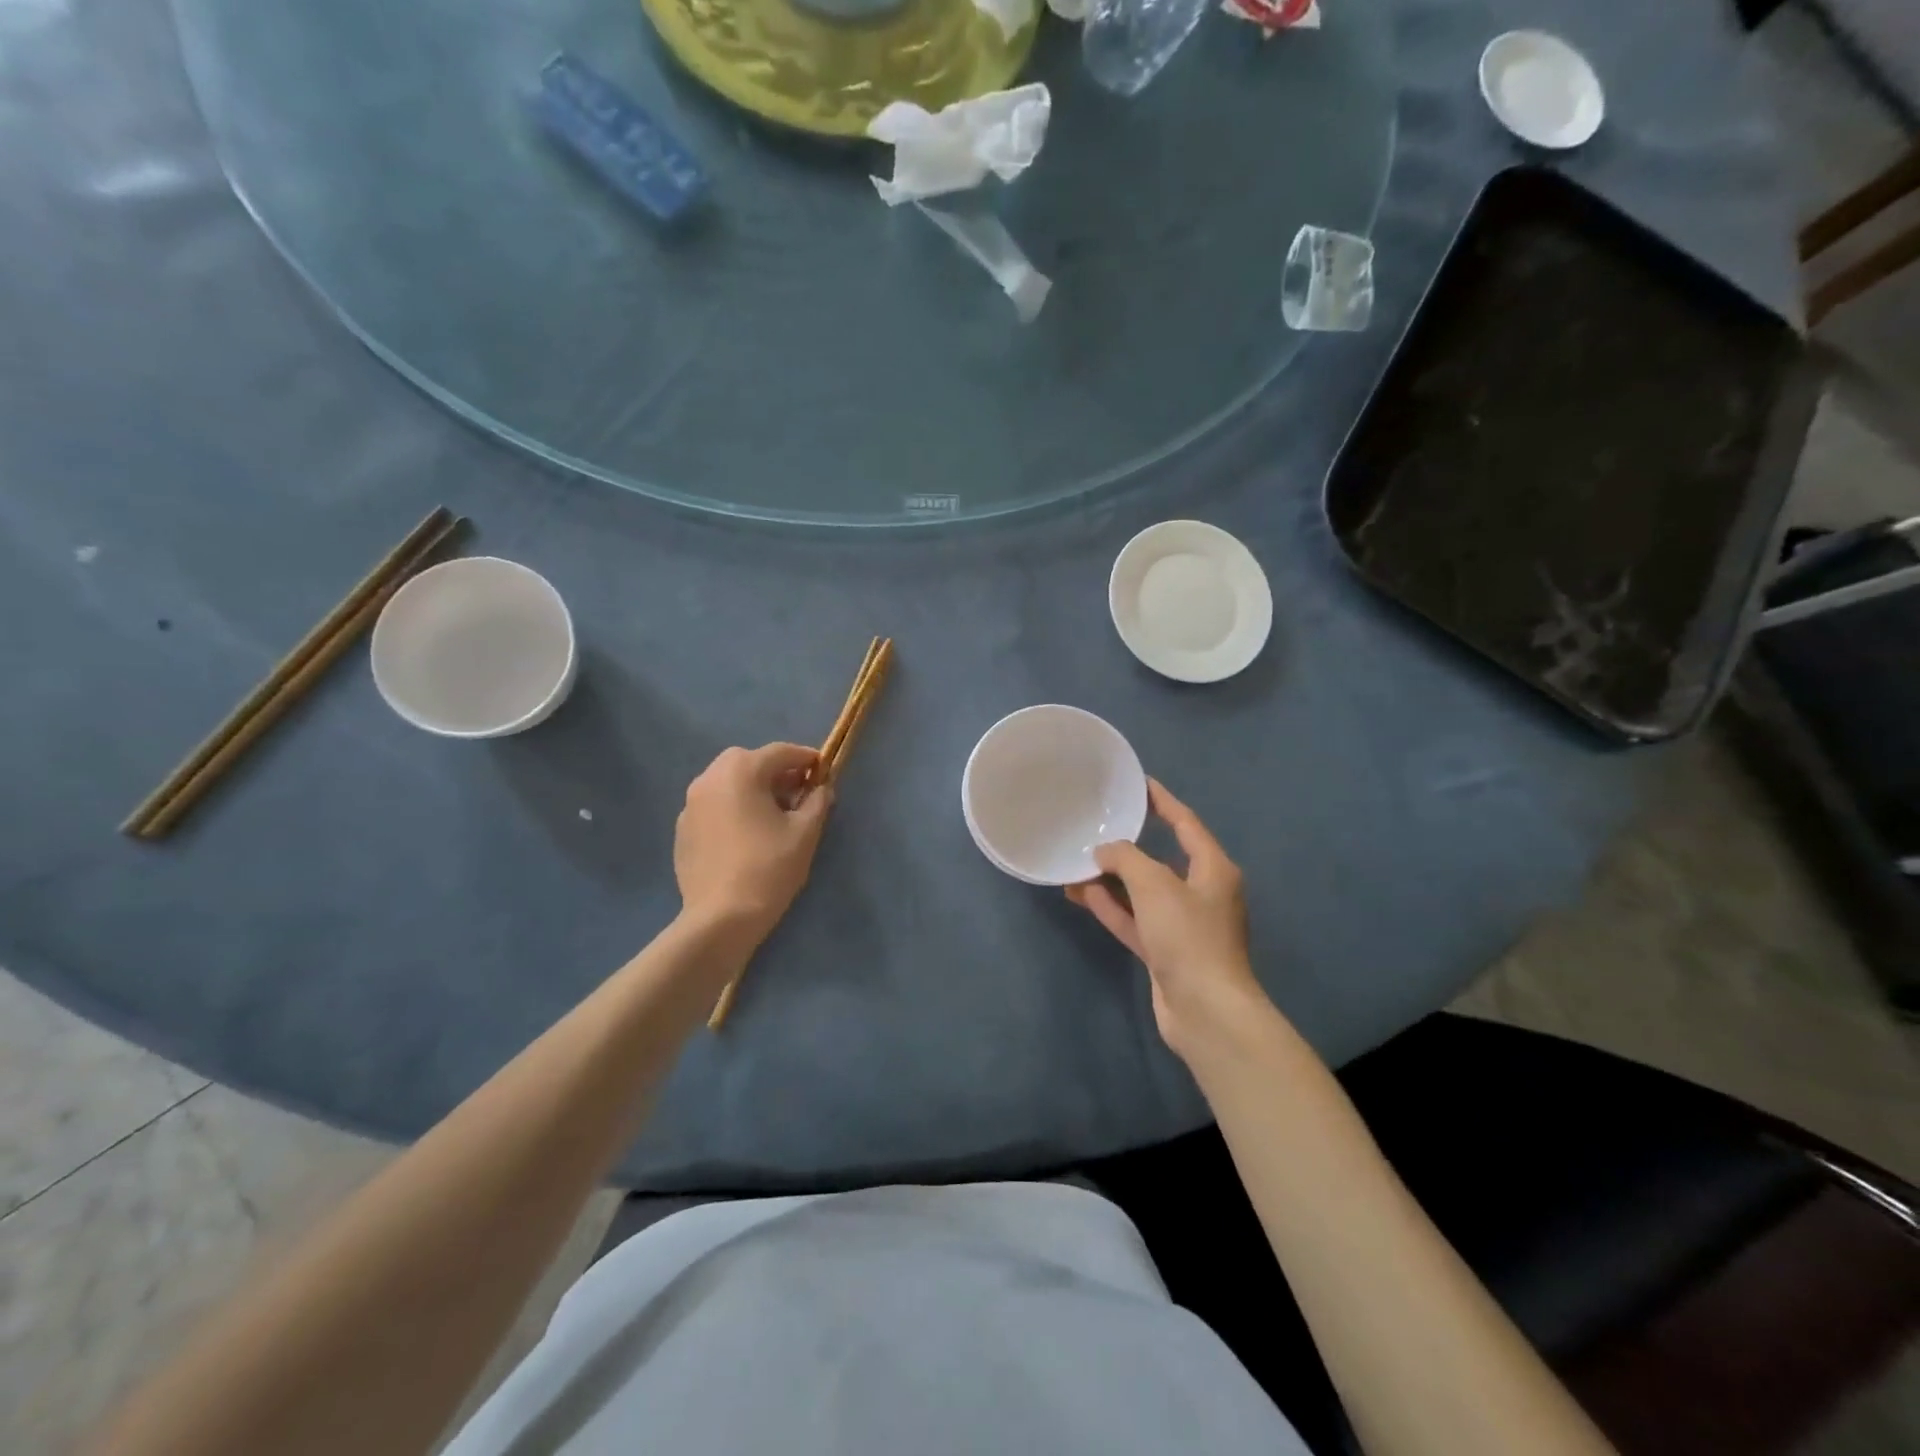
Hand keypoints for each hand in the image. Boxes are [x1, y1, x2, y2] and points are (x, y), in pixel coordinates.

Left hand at [675, 744, 832, 945]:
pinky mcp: (682, 830)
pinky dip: (732, 809)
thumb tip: (821, 788)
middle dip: (775, 771)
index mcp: (741, 771)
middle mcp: (709, 779)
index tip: (823, 770)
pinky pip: (713, 807)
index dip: (806, 758)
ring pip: (727, 783)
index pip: (780, 752)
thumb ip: (817, 801)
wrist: (721, 918)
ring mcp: (690, 805)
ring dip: (751, 788)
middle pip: (748, 761)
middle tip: (797, 792)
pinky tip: (747, 835)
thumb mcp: (805, 832)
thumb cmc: (769, 868)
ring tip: (773, 814)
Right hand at [1066, 779, 1270, 1060]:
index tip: (1139, 784)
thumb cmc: (1188, 936)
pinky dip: (1111, 907)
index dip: (1163, 802)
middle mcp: (1201, 893)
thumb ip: (1126, 860)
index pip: (1186, 824)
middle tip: (1098, 825)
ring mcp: (1182, 925)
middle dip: (1128, 845)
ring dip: (1111, 879)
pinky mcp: (1165, 951)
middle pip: (1161, 859)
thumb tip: (1104, 852)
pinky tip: (1081, 894)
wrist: (1206, 1011)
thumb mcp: (1155, 885)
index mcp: (1212, 869)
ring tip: (1076, 862)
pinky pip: (1134, 919)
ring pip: (1142, 892)